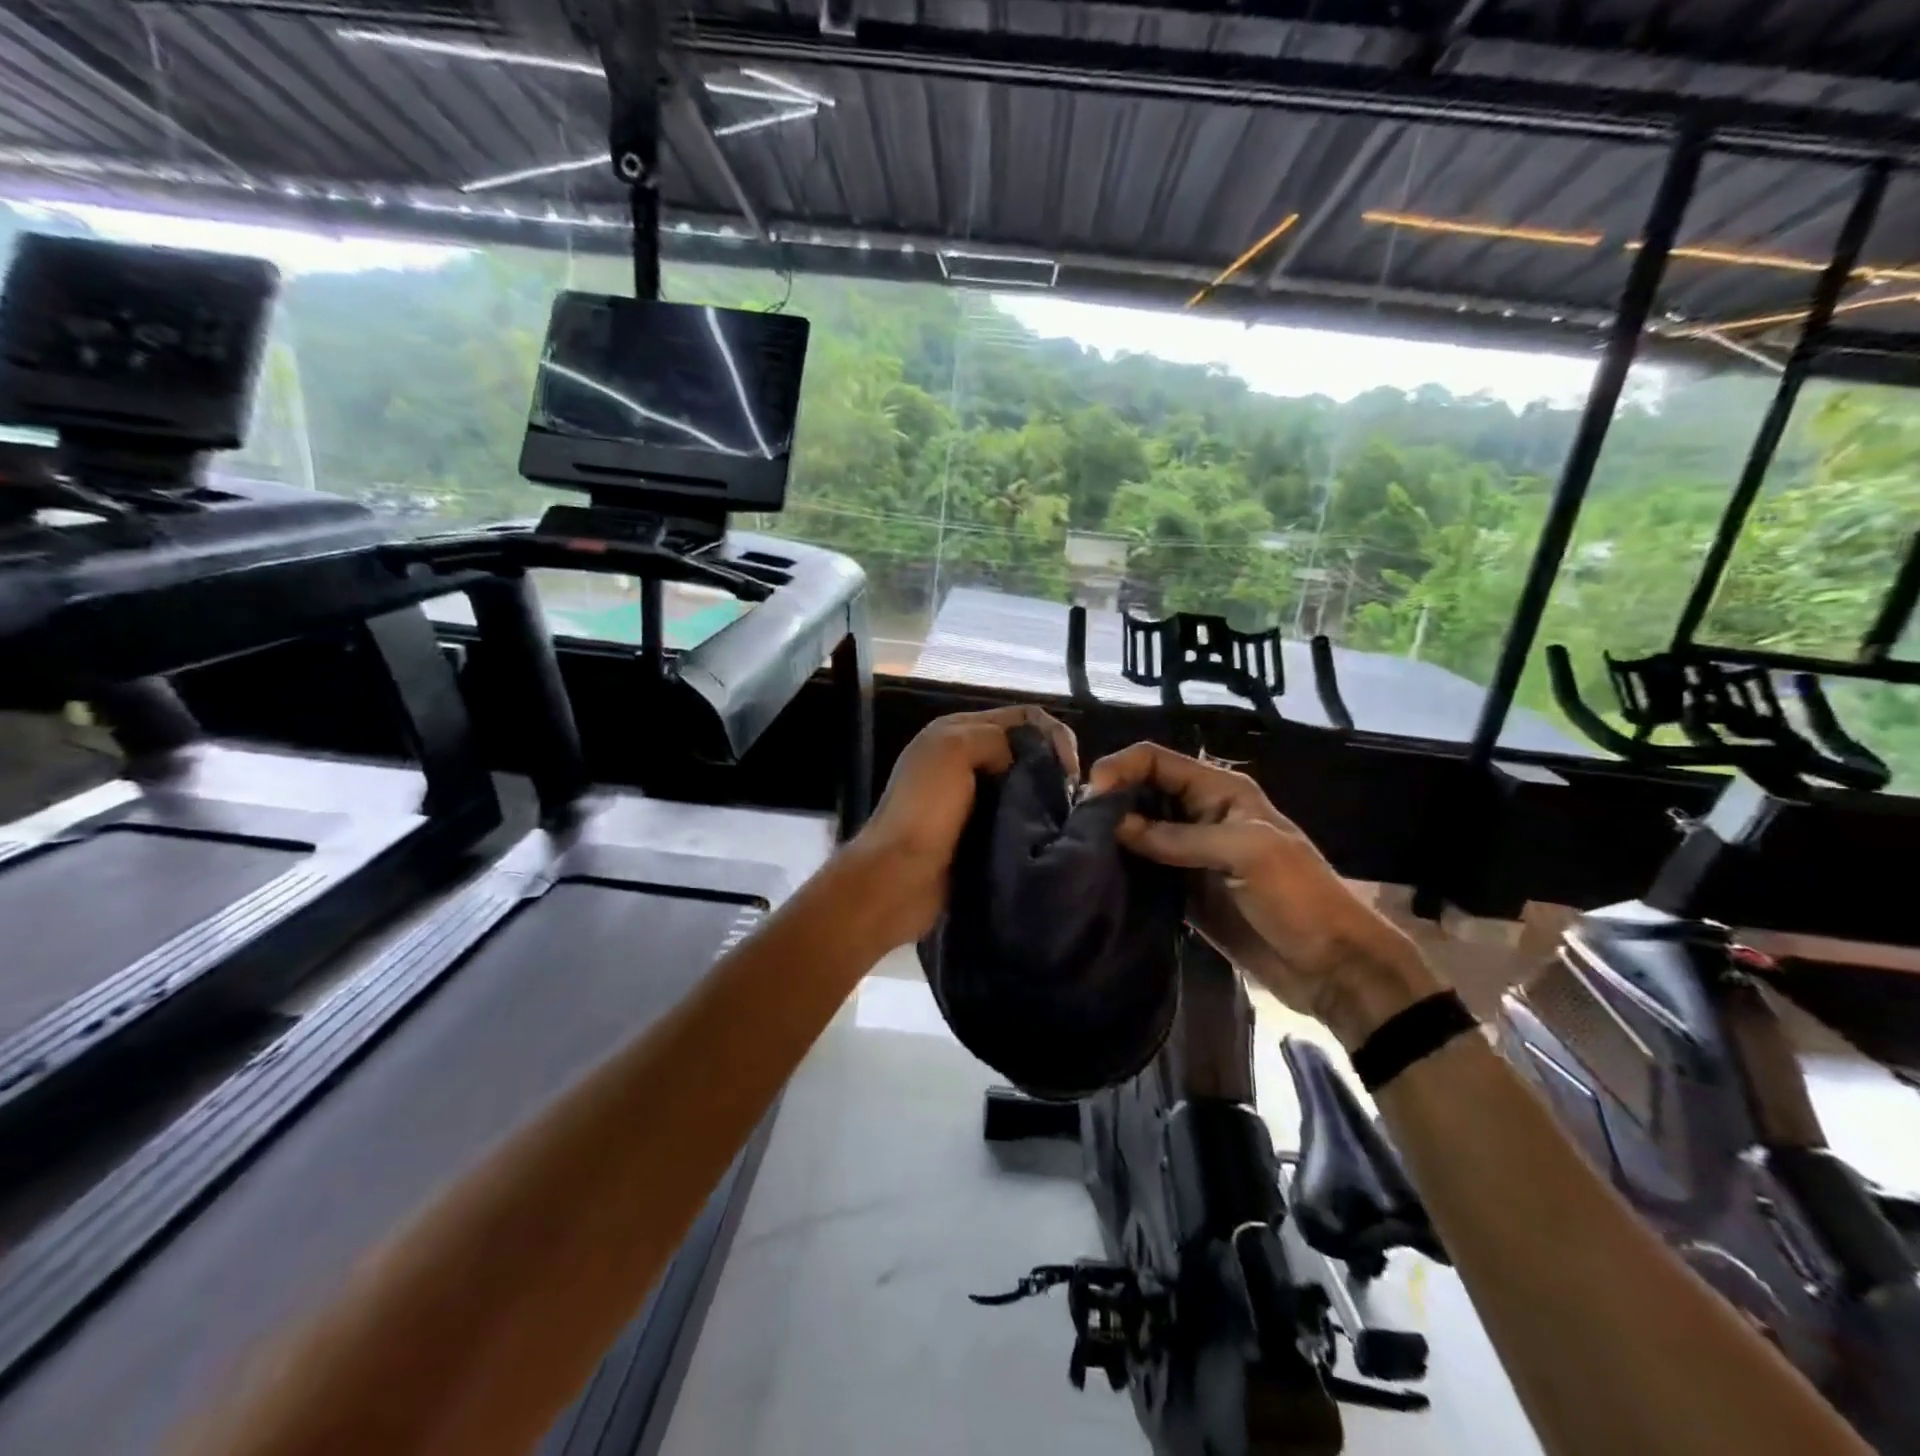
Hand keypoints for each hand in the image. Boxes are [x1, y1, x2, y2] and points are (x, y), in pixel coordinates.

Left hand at [851, 705, 1077, 946]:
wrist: (898, 878)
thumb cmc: (925, 810)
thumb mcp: (954, 750)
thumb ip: (994, 738)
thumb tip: (1025, 762)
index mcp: (957, 731)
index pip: (1023, 717)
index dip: (1053, 734)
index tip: (1069, 769)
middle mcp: (965, 758)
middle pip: (1025, 750)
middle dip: (1052, 766)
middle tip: (1071, 797)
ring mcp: (971, 798)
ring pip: (1024, 785)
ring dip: (1046, 797)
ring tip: (1065, 818)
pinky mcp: (978, 833)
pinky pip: (1016, 817)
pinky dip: (1034, 822)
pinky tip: (1048, 835)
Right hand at [1087, 742, 1440, 1048]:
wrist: (1331, 967)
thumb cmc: (1297, 897)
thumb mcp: (1245, 853)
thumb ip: (1178, 838)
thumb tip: (1114, 825)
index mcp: (1219, 791)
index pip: (1156, 760)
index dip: (1120, 768)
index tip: (1089, 797)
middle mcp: (1199, 814)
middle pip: (1141, 791)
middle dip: (1109, 801)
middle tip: (1076, 827)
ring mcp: (1189, 853)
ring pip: (1137, 830)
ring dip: (1111, 836)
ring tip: (1078, 850)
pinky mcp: (1183, 889)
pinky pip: (1144, 868)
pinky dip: (1121, 868)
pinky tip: (1097, 876)